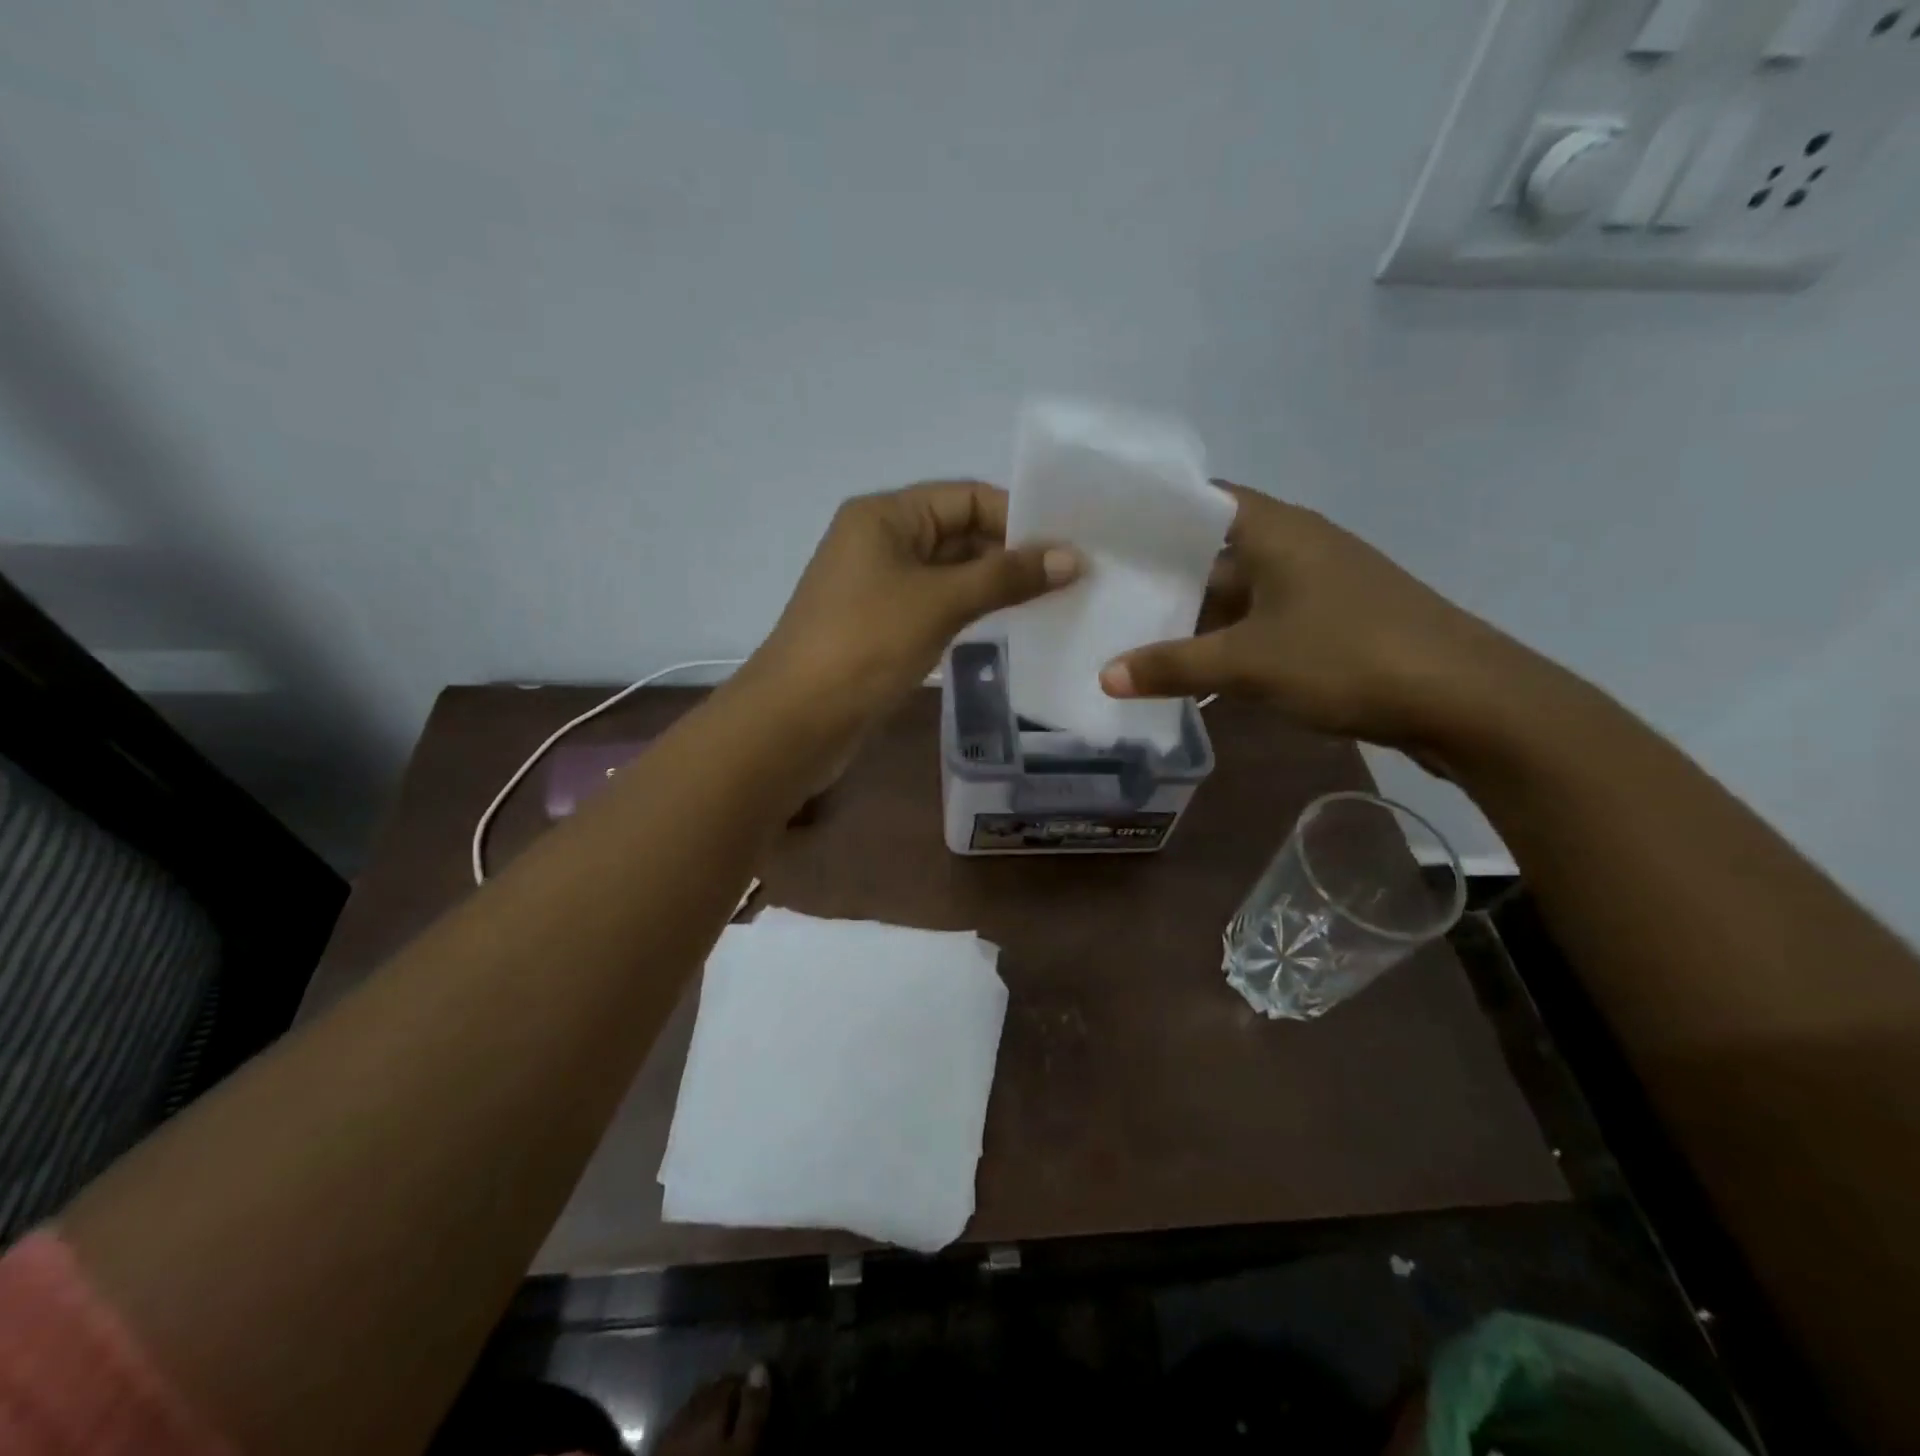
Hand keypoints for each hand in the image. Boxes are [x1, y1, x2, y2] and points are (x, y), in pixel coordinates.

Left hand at [753, 480, 1080, 720]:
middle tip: (1071, 576)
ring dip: (995, 584)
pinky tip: (1010, 623)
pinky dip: (971, 609)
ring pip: (949, 572)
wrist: (798, 718)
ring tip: (1054, 599)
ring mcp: (879, 585)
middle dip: (1011, 552)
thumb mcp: (940, 602)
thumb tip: (1070, 558)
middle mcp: (880, 540)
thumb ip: (1006, 577)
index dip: (1017, 517)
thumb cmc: (866, 644)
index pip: (966, 497)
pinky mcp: (881, 624)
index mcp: (886, 515)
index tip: (1068, 544)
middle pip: (958, 532)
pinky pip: (936, 604)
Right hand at [1100, 482, 1534, 752]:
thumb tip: (1104, 676)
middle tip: (1104, 592)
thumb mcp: (1247, 663)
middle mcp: (1297, 547)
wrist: (1465, 701)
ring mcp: (1317, 587)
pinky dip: (1227, 643)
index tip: (1103, 534)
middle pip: (1214, 553)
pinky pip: (1262, 625)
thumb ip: (1173, 666)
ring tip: (1132, 635)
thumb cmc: (1348, 657)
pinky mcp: (1332, 624)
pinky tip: (1191, 672)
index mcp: (1277, 531)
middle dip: (1163, 576)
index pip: (1201, 501)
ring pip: (1238, 594)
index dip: (1153, 514)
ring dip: (1194, 617)